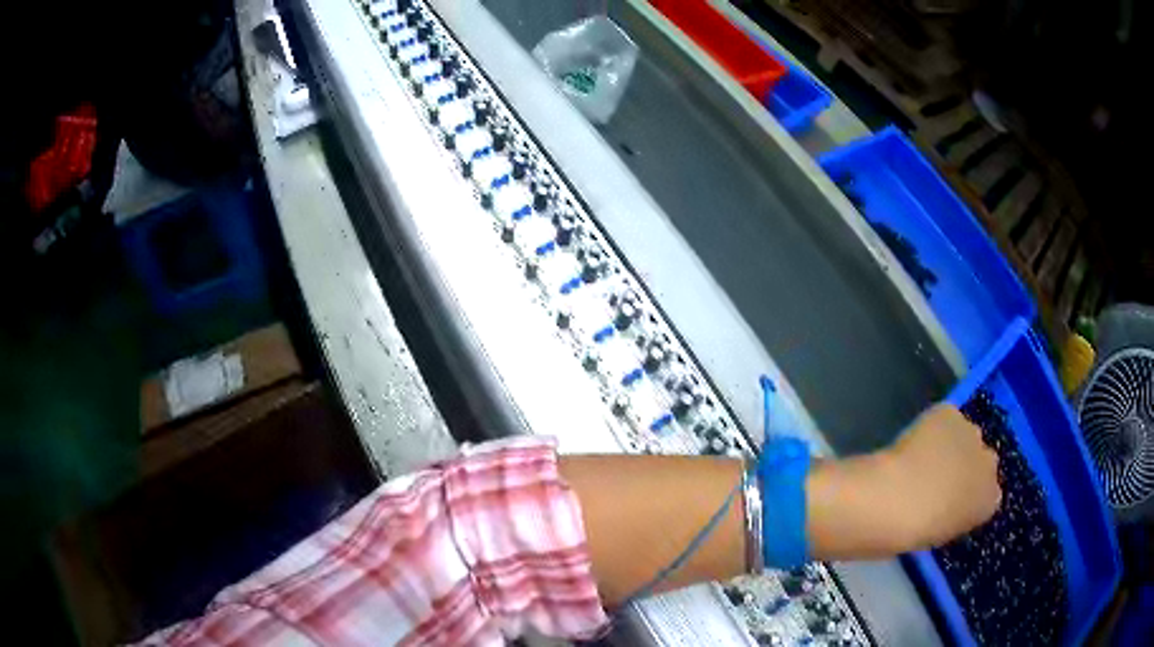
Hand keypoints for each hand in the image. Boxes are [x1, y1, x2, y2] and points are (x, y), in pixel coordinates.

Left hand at [880, 404, 1001, 549]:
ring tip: (925, 456)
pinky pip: (945, 416)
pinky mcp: (951, 413)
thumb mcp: (943, 533)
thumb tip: (949, 505)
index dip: (970, 492)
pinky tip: (918, 439)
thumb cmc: (915, 532)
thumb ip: (957, 514)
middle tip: (940, 475)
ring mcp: (973, 433)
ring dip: (952, 442)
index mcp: (990, 500)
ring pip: (966, 434)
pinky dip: (934, 425)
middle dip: (966, 464)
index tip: (953, 498)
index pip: (990, 491)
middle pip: (983, 459)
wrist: (898, 500)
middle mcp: (990, 463)